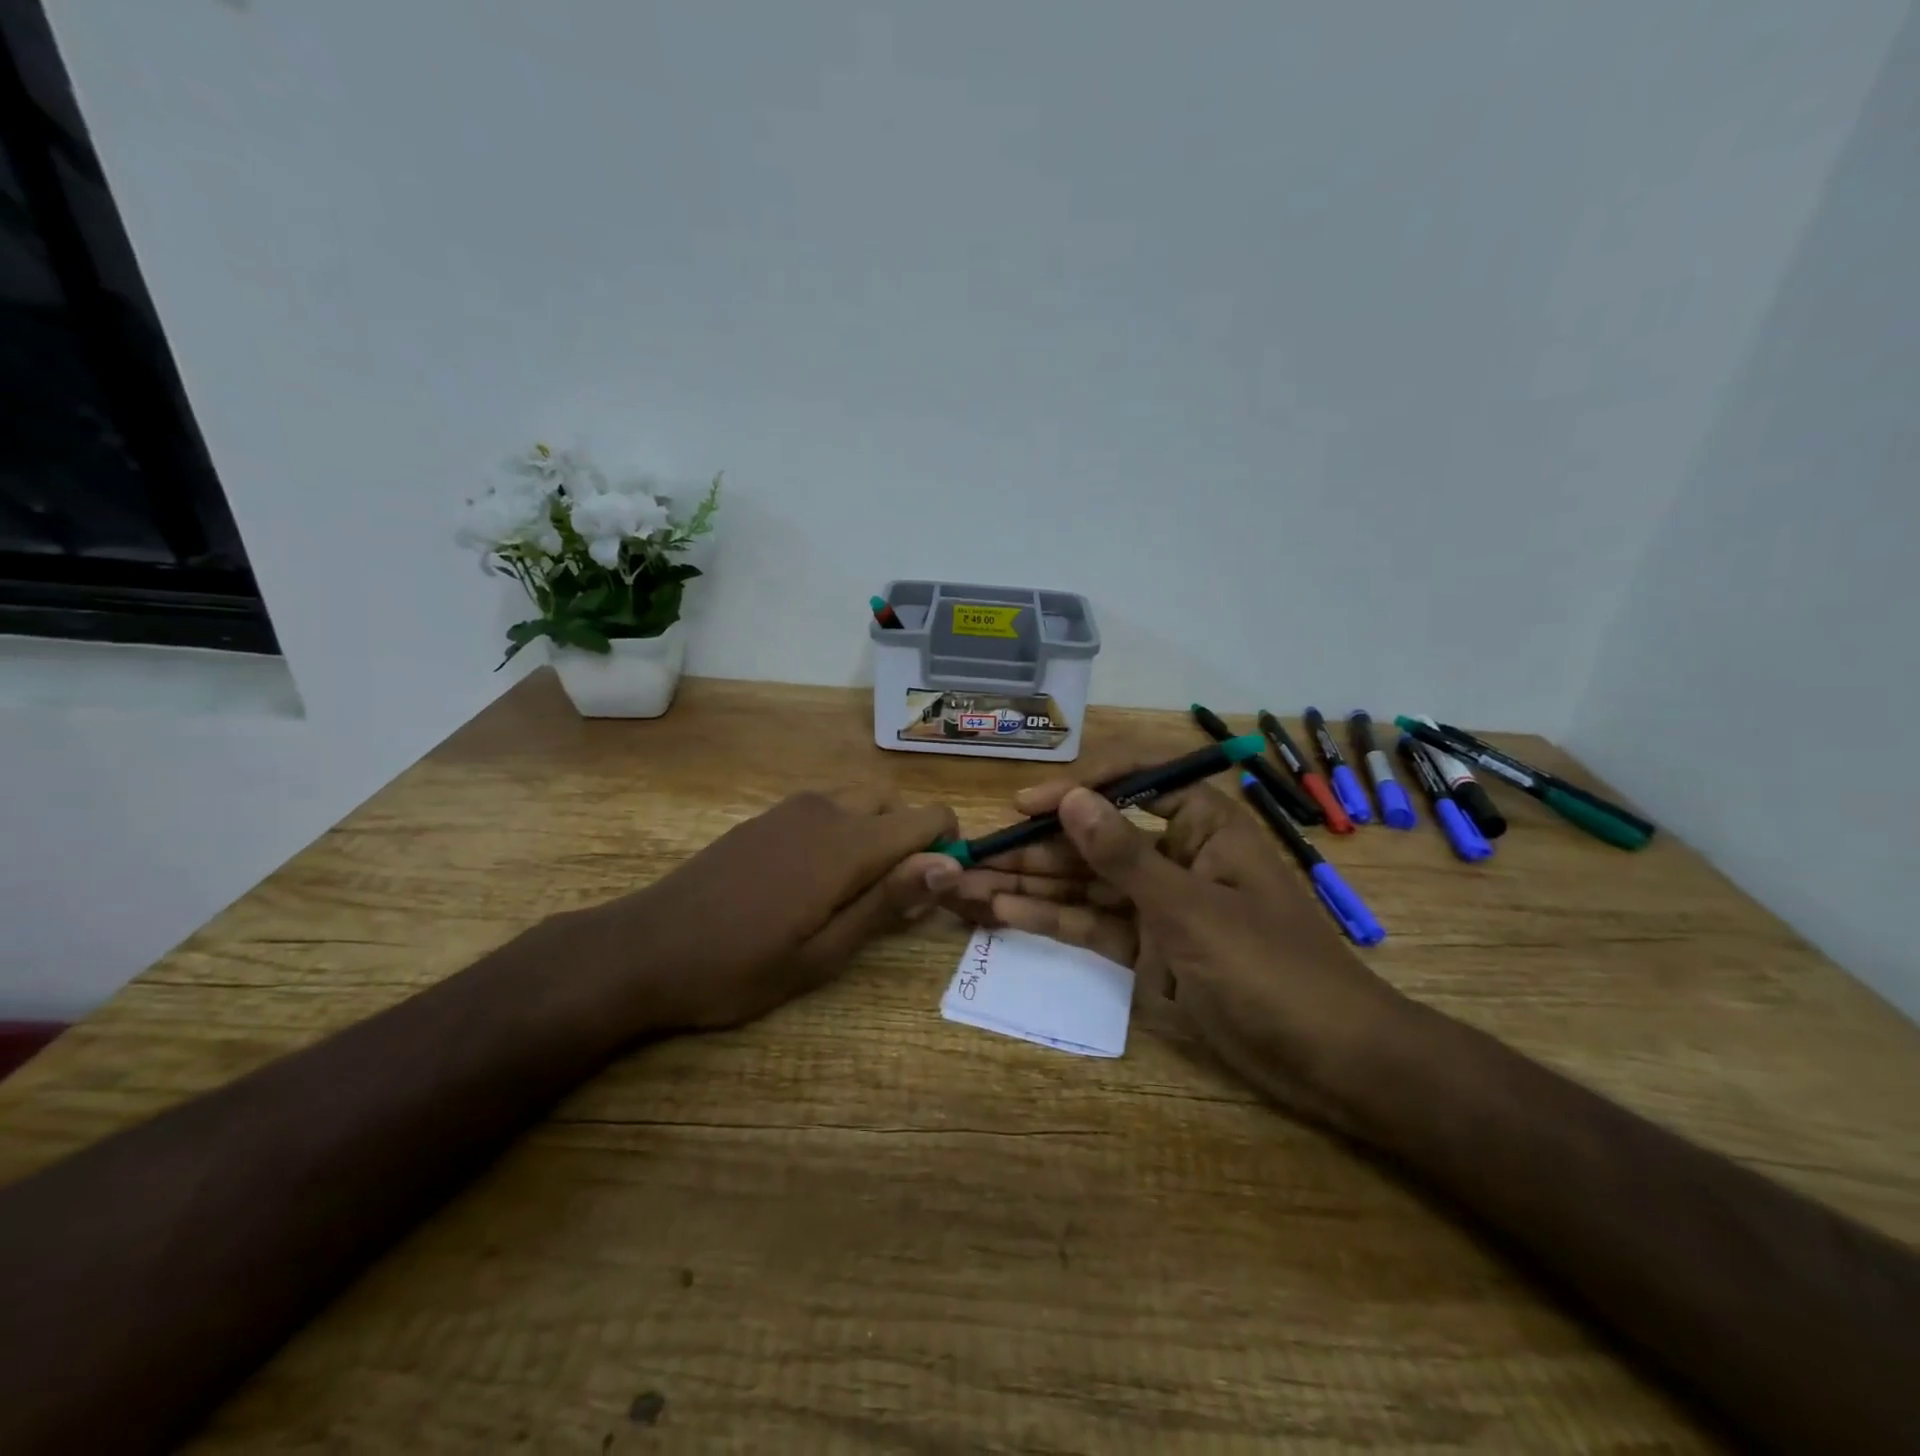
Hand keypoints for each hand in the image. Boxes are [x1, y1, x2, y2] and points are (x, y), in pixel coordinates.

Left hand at [586, 788, 960, 1031]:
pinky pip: (826, 809)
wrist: (644, 948)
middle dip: (909, 842)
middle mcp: (826, 810)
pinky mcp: (767, 817)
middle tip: (888, 901)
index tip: (932, 894)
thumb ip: (887, 902)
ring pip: (860, 803)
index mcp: (848, 843)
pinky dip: (841, 833)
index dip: (947, 849)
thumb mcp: (822, 953)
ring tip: (848, 895)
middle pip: (895, 805)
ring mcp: (791, 808)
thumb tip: (948, 865)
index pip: (929, 817)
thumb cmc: (738, 966)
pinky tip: (808, 883)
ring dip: (874, 836)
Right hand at [940, 765, 1407, 1123]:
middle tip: (972, 853)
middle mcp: (1175, 853)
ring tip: (968, 883)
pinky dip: (1052, 918)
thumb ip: (1123, 855)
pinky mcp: (1150, 947)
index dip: (1074, 788)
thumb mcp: (1191, 909)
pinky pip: (1093, 923)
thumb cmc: (1271, 969)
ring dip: (1031, 883)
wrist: (1332, 1062)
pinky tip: (1002, 912)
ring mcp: (1160, 902)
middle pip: (1095, 838)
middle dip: (1035, 846)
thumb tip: (1070, 799)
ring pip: (1086, 883)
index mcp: (1202, 824)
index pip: (1131, 781)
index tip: (1023, 805)